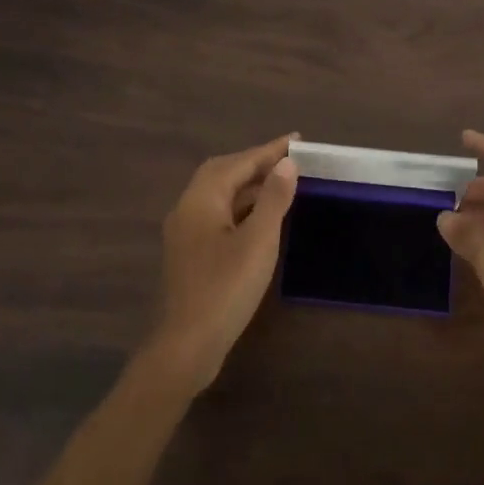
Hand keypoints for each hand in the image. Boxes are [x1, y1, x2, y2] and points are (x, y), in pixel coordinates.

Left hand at [146, 134, 299, 392]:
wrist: (188, 345)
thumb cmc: (226, 288)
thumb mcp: (258, 240)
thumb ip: (273, 199)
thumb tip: (286, 164)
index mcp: (201, 200)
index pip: (238, 163)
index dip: (268, 150)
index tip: (297, 139)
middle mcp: (187, 209)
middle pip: (222, 174)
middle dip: (255, 163)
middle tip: (289, 159)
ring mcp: (186, 234)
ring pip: (219, 196)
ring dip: (248, 185)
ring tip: (281, 182)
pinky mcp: (191, 254)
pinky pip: (218, 216)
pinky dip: (242, 208)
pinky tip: (262, 218)